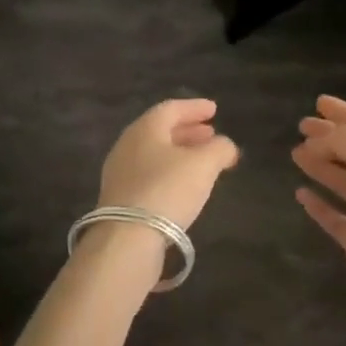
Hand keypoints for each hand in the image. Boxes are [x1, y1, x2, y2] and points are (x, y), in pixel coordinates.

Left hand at [98, 97, 240, 232]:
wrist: (127, 237)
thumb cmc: (167, 189)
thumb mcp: (204, 165)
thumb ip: (219, 149)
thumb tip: (226, 146)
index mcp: (145, 129)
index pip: (171, 108)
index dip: (195, 108)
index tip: (214, 110)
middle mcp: (128, 145)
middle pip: (161, 131)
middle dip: (189, 131)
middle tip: (211, 135)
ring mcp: (120, 172)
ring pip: (155, 154)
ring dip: (180, 153)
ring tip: (203, 160)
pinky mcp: (120, 198)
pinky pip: (149, 174)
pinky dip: (169, 172)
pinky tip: (184, 185)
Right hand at [292, 96, 345, 316]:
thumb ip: (344, 139)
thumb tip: (317, 139)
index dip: (344, 112)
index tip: (319, 102)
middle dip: (328, 138)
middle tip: (301, 127)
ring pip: (343, 181)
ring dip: (320, 166)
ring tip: (295, 154)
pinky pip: (335, 217)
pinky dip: (318, 205)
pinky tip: (300, 194)